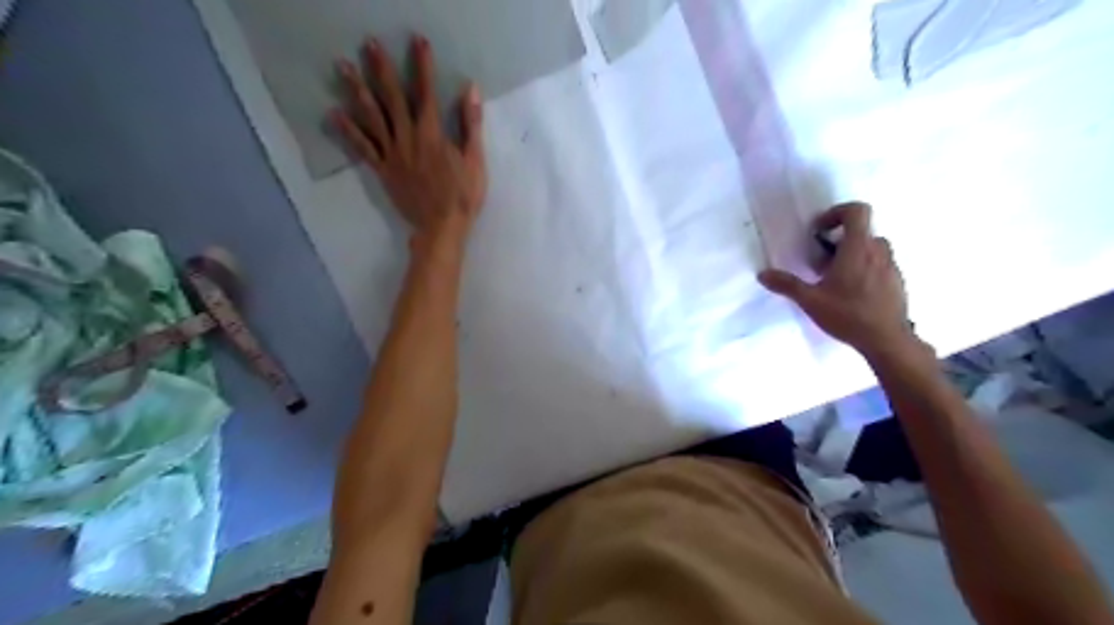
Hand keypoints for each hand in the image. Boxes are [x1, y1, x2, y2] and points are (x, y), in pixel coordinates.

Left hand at [330, 33, 487, 253]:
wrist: (441, 227)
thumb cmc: (463, 196)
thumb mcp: (475, 161)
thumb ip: (471, 125)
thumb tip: (470, 90)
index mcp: (432, 135)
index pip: (426, 94)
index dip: (422, 66)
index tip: (418, 42)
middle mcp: (408, 139)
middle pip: (393, 98)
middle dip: (381, 69)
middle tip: (368, 44)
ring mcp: (392, 154)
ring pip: (372, 118)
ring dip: (357, 91)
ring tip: (342, 67)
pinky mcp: (383, 170)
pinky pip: (363, 148)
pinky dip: (349, 131)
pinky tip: (335, 114)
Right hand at [762, 202, 918, 358]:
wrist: (887, 340)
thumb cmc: (848, 315)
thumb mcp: (810, 300)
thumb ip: (786, 284)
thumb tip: (762, 274)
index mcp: (857, 248)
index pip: (856, 211)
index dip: (836, 212)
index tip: (819, 231)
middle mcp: (878, 251)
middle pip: (862, 230)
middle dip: (840, 239)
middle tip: (822, 260)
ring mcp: (891, 266)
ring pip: (872, 248)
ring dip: (853, 254)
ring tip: (835, 278)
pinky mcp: (897, 281)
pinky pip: (880, 264)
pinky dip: (865, 269)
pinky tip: (852, 294)